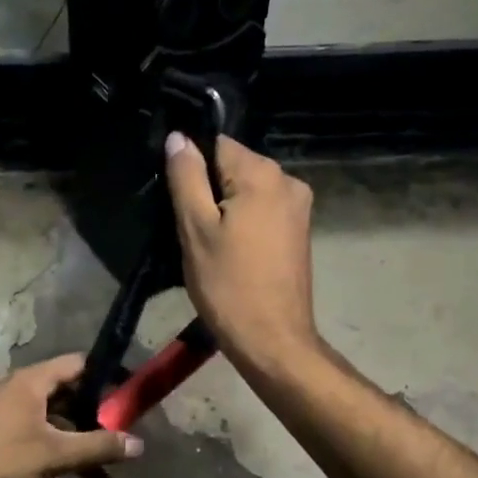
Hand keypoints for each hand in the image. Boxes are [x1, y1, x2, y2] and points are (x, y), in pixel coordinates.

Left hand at [0, 354, 141, 477]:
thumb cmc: (1, 461)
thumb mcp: (56, 455)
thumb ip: (99, 447)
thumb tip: (139, 444)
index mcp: (30, 382)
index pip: (77, 364)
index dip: (106, 377)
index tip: (129, 395)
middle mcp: (14, 390)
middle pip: (65, 398)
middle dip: (93, 423)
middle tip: (118, 442)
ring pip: (48, 426)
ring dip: (74, 449)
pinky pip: (30, 442)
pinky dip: (51, 460)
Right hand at [164, 132, 319, 371]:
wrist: (272, 339)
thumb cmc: (228, 286)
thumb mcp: (195, 229)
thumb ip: (186, 178)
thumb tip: (179, 137)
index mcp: (262, 174)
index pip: (217, 143)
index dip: (192, 166)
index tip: (178, 199)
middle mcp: (288, 180)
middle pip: (234, 166)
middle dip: (209, 188)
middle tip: (189, 227)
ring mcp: (299, 207)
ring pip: (248, 190)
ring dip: (225, 207)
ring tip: (208, 243)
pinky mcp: (300, 231)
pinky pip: (263, 210)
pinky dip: (243, 222)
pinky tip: (231, 251)